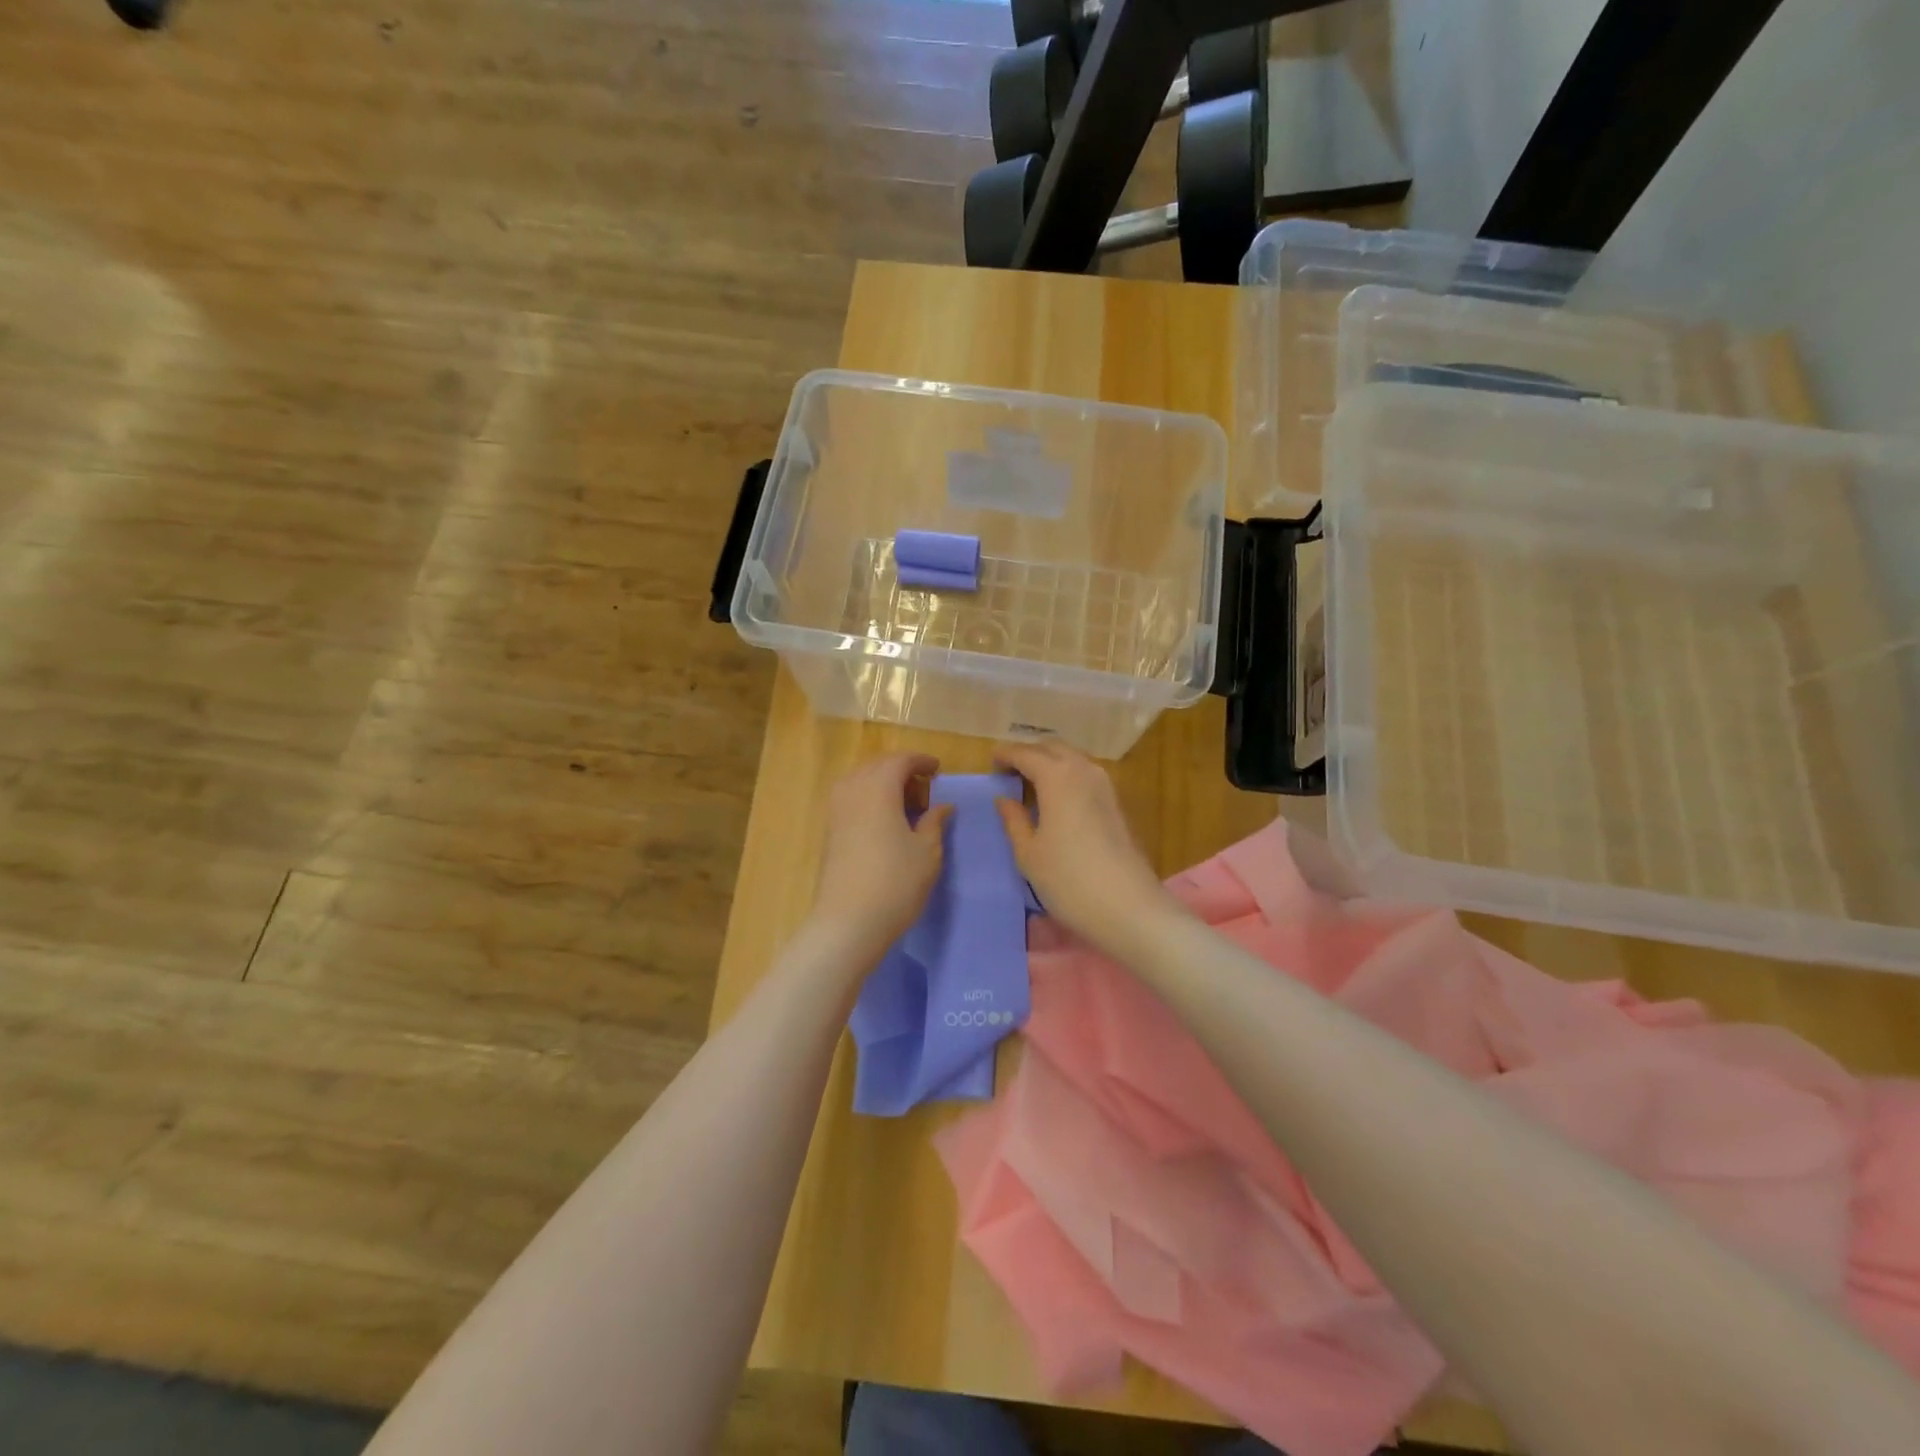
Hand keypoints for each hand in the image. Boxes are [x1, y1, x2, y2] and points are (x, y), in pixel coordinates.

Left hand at [807, 752, 954, 969]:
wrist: (848, 922)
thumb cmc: (896, 882)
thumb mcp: (927, 852)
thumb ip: (934, 822)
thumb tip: (942, 806)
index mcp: (879, 787)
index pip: (900, 760)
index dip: (921, 761)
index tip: (938, 770)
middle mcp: (852, 790)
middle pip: (877, 766)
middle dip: (901, 770)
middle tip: (924, 789)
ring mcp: (836, 810)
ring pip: (861, 781)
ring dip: (883, 784)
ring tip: (906, 806)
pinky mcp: (829, 830)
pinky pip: (851, 798)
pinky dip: (869, 799)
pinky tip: (885, 822)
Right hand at [992, 740, 1185, 956]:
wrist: (1128, 906)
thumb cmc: (1068, 880)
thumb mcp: (1029, 853)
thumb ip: (1013, 820)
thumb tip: (1003, 799)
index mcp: (1057, 777)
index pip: (1026, 754)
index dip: (1006, 754)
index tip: (991, 760)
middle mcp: (1083, 771)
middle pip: (1053, 748)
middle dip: (1030, 753)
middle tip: (1009, 769)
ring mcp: (1105, 786)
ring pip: (1073, 759)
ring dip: (1051, 762)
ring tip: (1031, 781)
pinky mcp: (1117, 803)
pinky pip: (1086, 774)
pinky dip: (1067, 775)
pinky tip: (1057, 797)